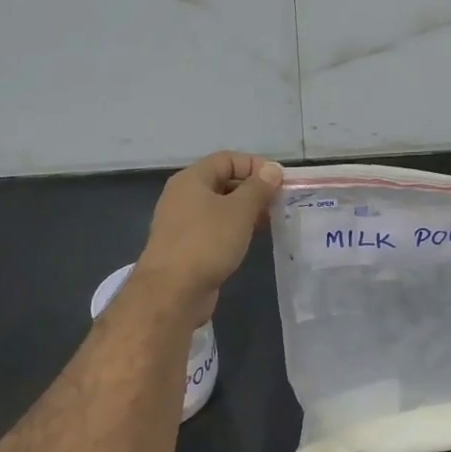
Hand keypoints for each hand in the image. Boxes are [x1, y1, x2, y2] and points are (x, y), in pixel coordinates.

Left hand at [135, 151, 283, 322]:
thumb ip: (258, 188)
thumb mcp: (239, 210)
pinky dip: (234, 229)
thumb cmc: (207, 242)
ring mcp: (182, 223)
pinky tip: (251, 240)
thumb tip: (272, 170)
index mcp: (192, 179)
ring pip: (219, 207)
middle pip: (223, 181)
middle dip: (252, 189)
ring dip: (246, 211)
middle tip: (278, 202)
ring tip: (270, 221)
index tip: (279, 181)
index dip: (254, 165)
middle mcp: (183, 196)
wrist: (172, 292)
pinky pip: (214, 228)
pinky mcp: (186, 247)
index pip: (227, 159)